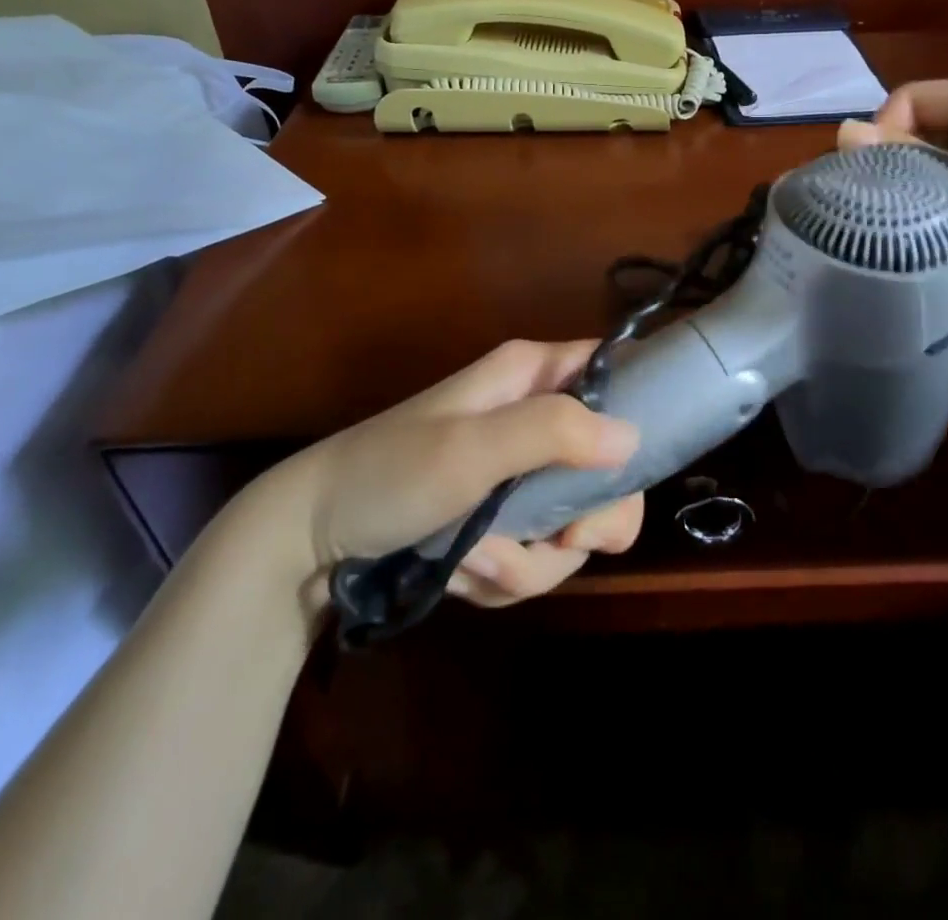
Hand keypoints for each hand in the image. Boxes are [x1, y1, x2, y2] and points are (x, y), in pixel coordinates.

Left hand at [258, 340, 644, 610]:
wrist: (311, 539)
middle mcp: (533, 419)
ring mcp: (518, 474)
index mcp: (531, 377)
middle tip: (563, 542)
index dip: (636, 413)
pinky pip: (536, 557)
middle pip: (608, 469)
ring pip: (572, 527)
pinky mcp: (501, 520)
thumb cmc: (391, 474)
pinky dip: (503, 574)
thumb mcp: (471, 448)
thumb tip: (632, 437)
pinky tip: (459, 572)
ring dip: (529, 560)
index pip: (614, 372)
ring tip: (474, 559)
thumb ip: (553, 432)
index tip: (626, 472)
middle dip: (586, 522)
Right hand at [839, 79, 947, 319]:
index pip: (910, 98)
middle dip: (896, 161)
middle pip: (918, 128)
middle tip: (881, 202)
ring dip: (914, 185)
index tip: (878, 176)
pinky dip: (933, 202)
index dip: (885, 131)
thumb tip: (839, 131)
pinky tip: (926, 228)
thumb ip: (906, 158)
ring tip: (902, 218)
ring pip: (931, 160)